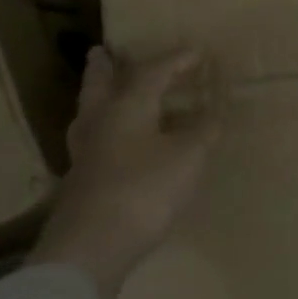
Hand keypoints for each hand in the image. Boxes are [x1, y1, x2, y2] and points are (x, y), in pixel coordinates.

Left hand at [28, 45, 219, 298]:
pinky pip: (95, 141)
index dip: (177, 60)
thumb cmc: (145, 188)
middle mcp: (100, 122)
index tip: (197, 52)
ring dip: (99, 98)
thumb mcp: (189, 155)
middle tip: (102, 51)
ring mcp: (86, 154)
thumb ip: (204, 130)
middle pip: (100, 86)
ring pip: (90, 114)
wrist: (92, 246)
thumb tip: (214, 112)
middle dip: (105, 68)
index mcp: (127, 106)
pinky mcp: (82, 182)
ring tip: (106, 91)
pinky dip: (107, 130)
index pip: (152, 72)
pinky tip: (116, 142)